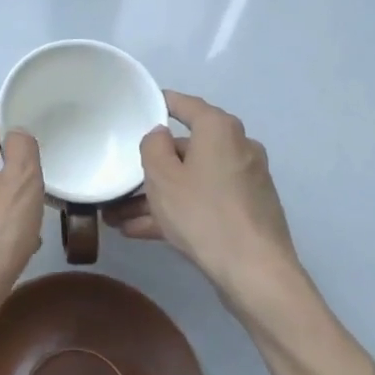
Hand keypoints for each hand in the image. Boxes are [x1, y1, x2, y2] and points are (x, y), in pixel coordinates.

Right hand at [105, 91, 308, 315]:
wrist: (255, 271)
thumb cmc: (203, 213)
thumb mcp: (163, 177)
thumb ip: (153, 147)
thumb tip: (161, 135)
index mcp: (220, 130)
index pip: (186, 105)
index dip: (161, 103)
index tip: (140, 105)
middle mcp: (238, 148)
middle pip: (187, 149)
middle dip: (152, 167)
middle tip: (122, 178)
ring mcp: (245, 181)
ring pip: (193, 180)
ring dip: (158, 196)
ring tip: (120, 217)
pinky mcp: (248, 210)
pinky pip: (205, 201)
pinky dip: (178, 211)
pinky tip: (142, 231)